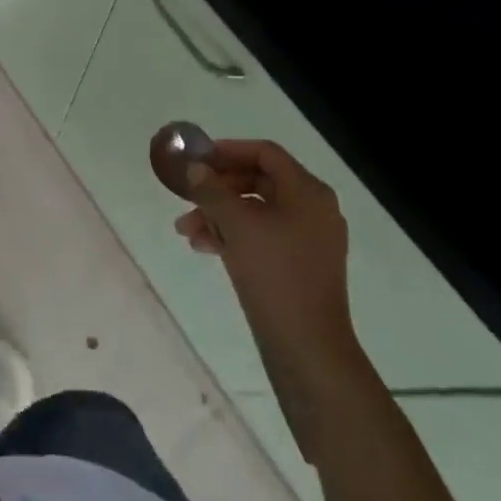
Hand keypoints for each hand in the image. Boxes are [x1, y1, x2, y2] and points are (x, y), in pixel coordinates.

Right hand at [174, 138, 360, 380]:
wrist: (308, 350)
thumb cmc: (275, 275)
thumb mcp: (236, 225)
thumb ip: (212, 189)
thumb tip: (196, 168)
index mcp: (308, 192)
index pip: (265, 153)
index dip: (228, 150)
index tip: (197, 159)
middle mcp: (313, 209)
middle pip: (258, 181)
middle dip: (218, 189)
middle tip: (187, 198)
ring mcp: (309, 239)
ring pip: (256, 211)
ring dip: (220, 215)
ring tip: (186, 232)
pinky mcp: (300, 265)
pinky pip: (263, 236)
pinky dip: (234, 236)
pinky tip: (205, 247)